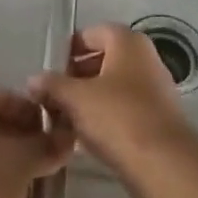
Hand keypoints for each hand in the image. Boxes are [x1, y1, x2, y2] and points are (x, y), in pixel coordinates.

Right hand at [28, 22, 195, 176]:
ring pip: (113, 87)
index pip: (92, 33)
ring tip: (64, 119)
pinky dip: (105, 117)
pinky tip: (87, 137)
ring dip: (89, 100)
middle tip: (54, 96)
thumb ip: (52, 85)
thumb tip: (33, 79)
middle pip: (104, 59)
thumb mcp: (75, 98)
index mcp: (128, 42)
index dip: (69, 49)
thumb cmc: (117, 116)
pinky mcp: (158, 119)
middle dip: (77, 76)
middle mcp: (145, 59)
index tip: (50, 70)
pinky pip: (125, 109)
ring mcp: (155, 89)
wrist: (164, 164)